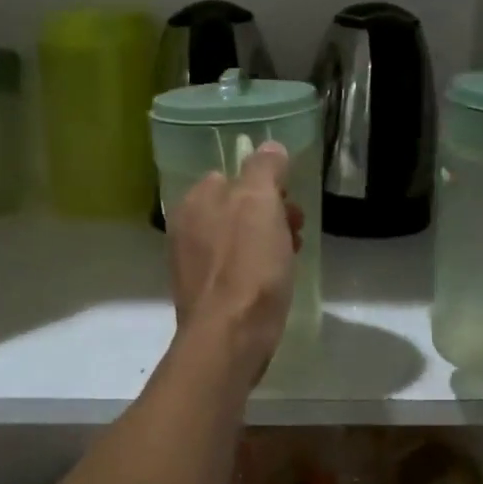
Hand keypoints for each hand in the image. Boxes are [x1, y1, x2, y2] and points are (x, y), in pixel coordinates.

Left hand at [166, 143, 302, 376]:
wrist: (230, 337)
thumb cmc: (248, 264)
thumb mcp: (260, 203)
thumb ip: (264, 169)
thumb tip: (270, 146)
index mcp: (194, 201)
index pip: (231, 176)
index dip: (265, 185)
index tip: (289, 201)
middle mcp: (186, 228)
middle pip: (235, 209)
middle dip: (269, 215)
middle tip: (296, 231)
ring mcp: (192, 264)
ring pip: (237, 240)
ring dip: (267, 243)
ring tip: (291, 260)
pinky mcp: (204, 296)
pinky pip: (235, 270)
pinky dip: (256, 271)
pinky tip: (274, 285)